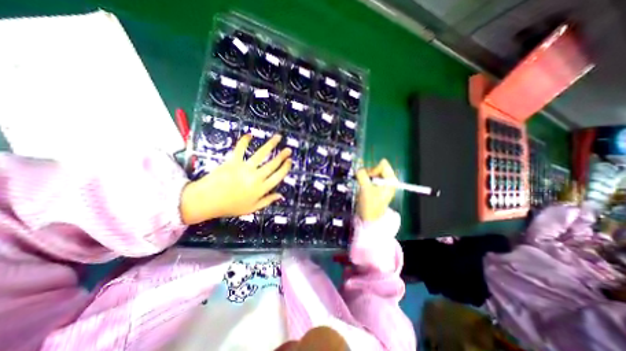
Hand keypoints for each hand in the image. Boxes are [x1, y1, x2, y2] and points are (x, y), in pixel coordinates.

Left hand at [179, 135, 290, 224]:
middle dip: (282, 155)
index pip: (278, 176)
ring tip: (278, 137)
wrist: (206, 201)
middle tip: (288, 149)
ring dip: (270, 145)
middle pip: (272, 164)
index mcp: (261, 189)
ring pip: (261, 154)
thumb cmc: (230, 206)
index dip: (285, 168)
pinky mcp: (232, 161)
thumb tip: (281, 196)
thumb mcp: (251, 208)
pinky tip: (250, 135)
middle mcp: (256, 177)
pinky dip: (244, 141)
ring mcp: (244, 168)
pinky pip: (240, 149)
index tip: (290, 161)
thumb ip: (267, 201)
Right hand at [357, 159, 395, 220]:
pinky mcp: (377, 186)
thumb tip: (359, 169)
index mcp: (391, 180)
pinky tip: (363, 185)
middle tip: (363, 181)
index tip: (367, 177)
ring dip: (366, 176)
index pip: (383, 165)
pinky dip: (366, 179)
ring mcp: (383, 183)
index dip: (373, 169)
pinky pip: (371, 177)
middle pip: (378, 168)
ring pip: (373, 172)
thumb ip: (362, 175)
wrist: (370, 217)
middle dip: (369, 173)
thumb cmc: (370, 203)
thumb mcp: (365, 188)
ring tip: (362, 184)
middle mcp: (389, 180)